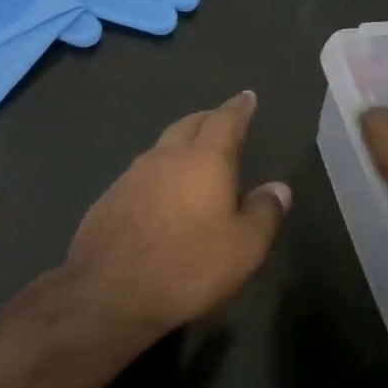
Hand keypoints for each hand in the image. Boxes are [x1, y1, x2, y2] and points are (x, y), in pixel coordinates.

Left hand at [63, 90, 290, 334]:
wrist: (109, 290)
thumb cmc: (188, 266)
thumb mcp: (244, 247)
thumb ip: (264, 213)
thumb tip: (279, 188)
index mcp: (203, 159)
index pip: (225, 120)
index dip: (239, 108)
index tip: (247, 96)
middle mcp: (165, 156)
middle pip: (189, 125)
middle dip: (208, 119)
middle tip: (221, 120)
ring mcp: (132, 175)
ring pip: (161, 147)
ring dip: (180, 145)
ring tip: (191, 155)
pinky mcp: (109, 197)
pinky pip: (141, 173)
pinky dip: (158, 173)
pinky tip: (159, 192)